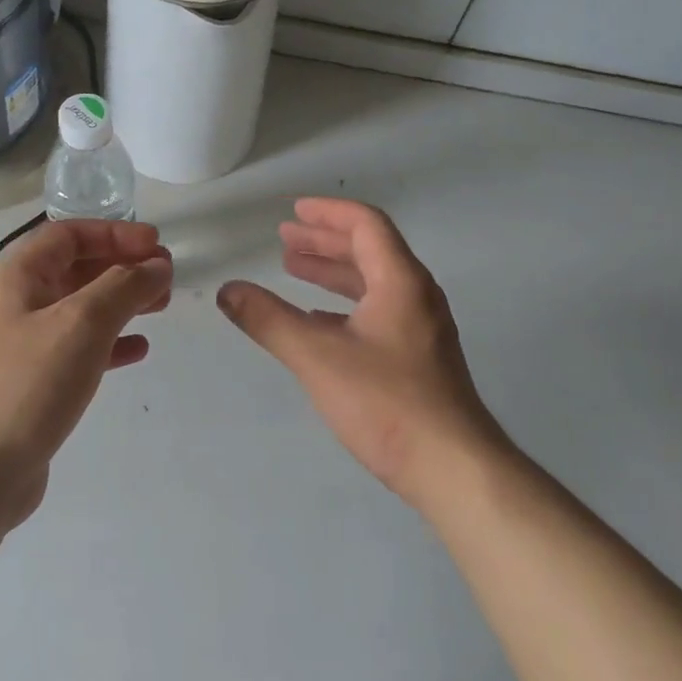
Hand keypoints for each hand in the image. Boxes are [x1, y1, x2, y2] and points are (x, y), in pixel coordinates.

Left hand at [0, 219, 171, 528]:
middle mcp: (17, 304)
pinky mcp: (32, 384)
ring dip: (121, 303)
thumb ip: (125, 287)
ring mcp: (22, 346)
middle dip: (123, 267)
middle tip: (166, 277)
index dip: (115, 233)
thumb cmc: (26, 385)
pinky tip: (137, 350)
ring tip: (161, 308)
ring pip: (81, 309)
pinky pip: (77, 349)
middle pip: (77, 268)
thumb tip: (157, 264)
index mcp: (19, 277)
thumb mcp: (82, 324)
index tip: (156, 244)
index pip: (69, 234)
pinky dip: (109, 343)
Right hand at [217, 198, 505, 507]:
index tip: (295, 211)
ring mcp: (422, 328)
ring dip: (334, 272)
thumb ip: (269, 321)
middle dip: (325, 240)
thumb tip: (227, 290)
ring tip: (294, 269)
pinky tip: (318, 322)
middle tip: (286, 239)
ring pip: (373, 283)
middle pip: (370, 250)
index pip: (366, 225)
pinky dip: (344, 305)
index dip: (329, 213)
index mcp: (400, 281)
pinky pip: (377, 312)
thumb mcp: (318, 357)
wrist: (454, 469)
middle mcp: (416, 295)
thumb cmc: (387, 403)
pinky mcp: (419, 358)